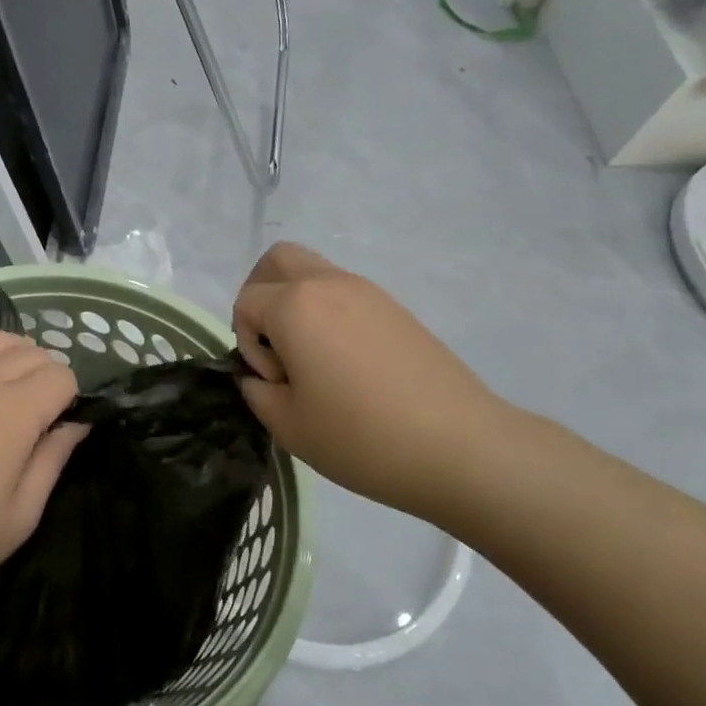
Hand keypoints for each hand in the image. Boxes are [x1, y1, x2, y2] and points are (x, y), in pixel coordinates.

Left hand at [0, 328, 86, 632]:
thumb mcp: (20, 516)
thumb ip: (53, 460)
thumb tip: (76, 425)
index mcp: (13, 414)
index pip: (61, 376)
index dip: (70, 400)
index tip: (60, 429)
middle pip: (30, 353)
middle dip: (46, 377)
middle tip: (40, 417)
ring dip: (13, 355)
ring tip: (12, 388)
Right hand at [233, 243, 512, 524]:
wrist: (459, 446)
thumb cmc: (361, 437)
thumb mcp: (289, 426)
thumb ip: (257, 393)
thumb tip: (258, 378)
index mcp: (296, 306)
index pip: (246, 302)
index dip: (246, 343)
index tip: (275, 383)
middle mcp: (330, 284)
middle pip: (277, 260)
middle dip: (260, 296)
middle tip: (274, 346)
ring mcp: (368, 292)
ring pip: (313, 273)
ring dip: (296, 305)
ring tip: (313, 362)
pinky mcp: (396, 309)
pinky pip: (345, 294)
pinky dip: (329, 314)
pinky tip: (347, 366)